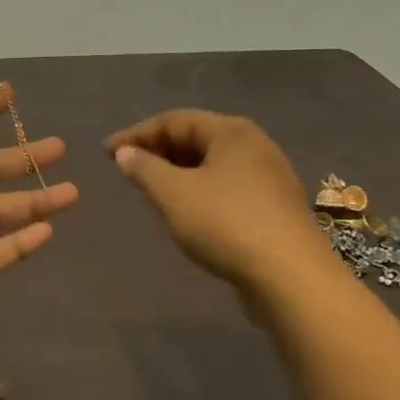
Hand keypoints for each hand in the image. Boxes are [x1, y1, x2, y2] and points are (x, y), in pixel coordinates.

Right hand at [106, 110, 335, 307]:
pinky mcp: (275, 208)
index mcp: (231, 132)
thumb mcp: (172, 193)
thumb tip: (126, 153)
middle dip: (158, 152)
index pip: (174, 120)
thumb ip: (144, 168)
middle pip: (196, 138)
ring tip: (151, 191)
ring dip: (177, 173)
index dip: (136, 134)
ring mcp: (269, 177)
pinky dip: (199, 191)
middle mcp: (254, 146)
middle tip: (128, 170)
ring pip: (211, 165)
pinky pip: (226, 187)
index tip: (107, 153)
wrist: (292, 279)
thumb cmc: (226, 224)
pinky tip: (186, 212)